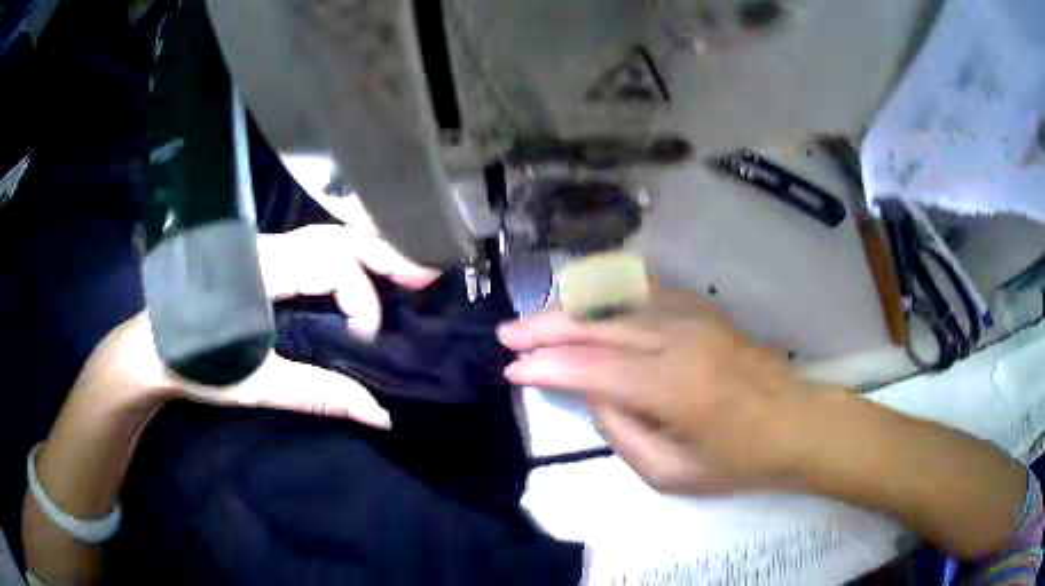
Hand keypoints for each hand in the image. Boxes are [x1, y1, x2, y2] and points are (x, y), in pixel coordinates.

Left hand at [83, 225, 439, 428]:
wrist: (149, 350)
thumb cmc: (194, 363)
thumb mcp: (254, 384)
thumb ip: (317, 394)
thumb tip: (379, 413)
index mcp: (260, 270)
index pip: (331, 266)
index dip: (362, 302)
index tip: (371, 345)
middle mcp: (265, 247)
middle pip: (336, 236)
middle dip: (384, 255)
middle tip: (426, 276)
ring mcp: (262, 251)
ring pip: (326, 238)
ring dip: (369, 254)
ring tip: (406, 272)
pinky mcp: (261, 263)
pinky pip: (313, 250)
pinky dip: (347, 261)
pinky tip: (364, 276)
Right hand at [497, 287, 818, 493]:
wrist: (797, 423)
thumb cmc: (739, 460)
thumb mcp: (672, 472)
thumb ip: (622, 432)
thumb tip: (593, 392)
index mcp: (673, 387)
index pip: (591, 368)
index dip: (545, 366)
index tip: (511, 369)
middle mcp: (679, 339)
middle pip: (598, 323)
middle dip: (545, 327)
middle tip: (507, 334)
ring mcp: (693, 317)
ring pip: (618, 300)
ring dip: (572, 308)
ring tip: (537, 319)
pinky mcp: (703, 311)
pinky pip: (645, 293)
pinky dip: (609, 295)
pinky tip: (588, 301)